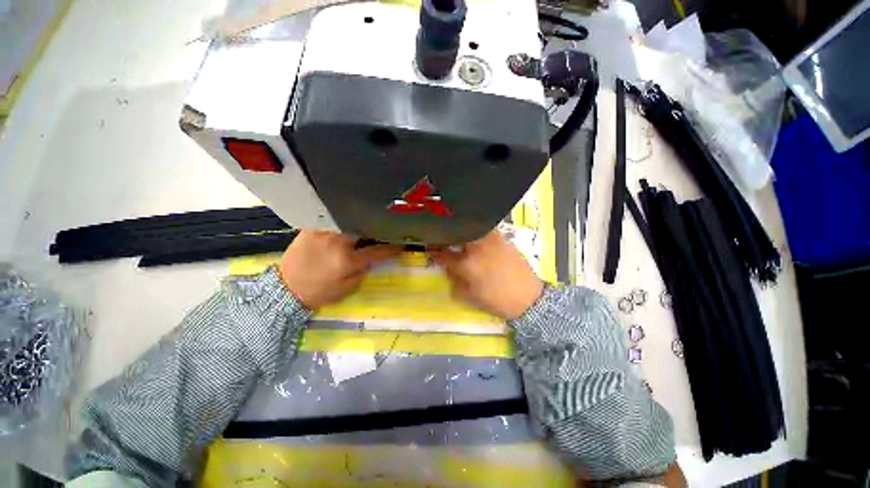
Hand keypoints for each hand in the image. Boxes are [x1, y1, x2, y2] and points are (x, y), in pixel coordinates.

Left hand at [279, 231, 399, 308]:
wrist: (286, 288)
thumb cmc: (320, 292)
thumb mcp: (347, 288)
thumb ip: (363, 270)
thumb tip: (373, 257)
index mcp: (347, 259)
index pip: (377, 250)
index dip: (392, 247)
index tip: (402, 243)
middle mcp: (337, 241)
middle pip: (364, 229)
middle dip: (376, 229)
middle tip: (383, 229)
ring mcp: (324, 232)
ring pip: (349, 222)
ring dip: (360, 224)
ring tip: (367, 224)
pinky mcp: (312, 228)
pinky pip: (333, 220)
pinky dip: (343, 221)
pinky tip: (347, 223)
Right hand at [431, 231, 543, 319]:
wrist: (528, 298)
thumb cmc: (496, 300)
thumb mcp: (469, 297)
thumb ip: (454, 281)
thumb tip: (448, 268)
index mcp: (467, 264)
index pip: (443, 254)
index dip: (434, 252)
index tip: (431, 250)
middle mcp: (477, 247)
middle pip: (456, 236)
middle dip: (448, 238)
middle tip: (446, 242)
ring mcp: (490, 240)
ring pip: (470, 229)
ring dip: (463, 233)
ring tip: (462, 240)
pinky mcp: (502, 238)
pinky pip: (484, 230)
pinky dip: (477, 232)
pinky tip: (478, 240)